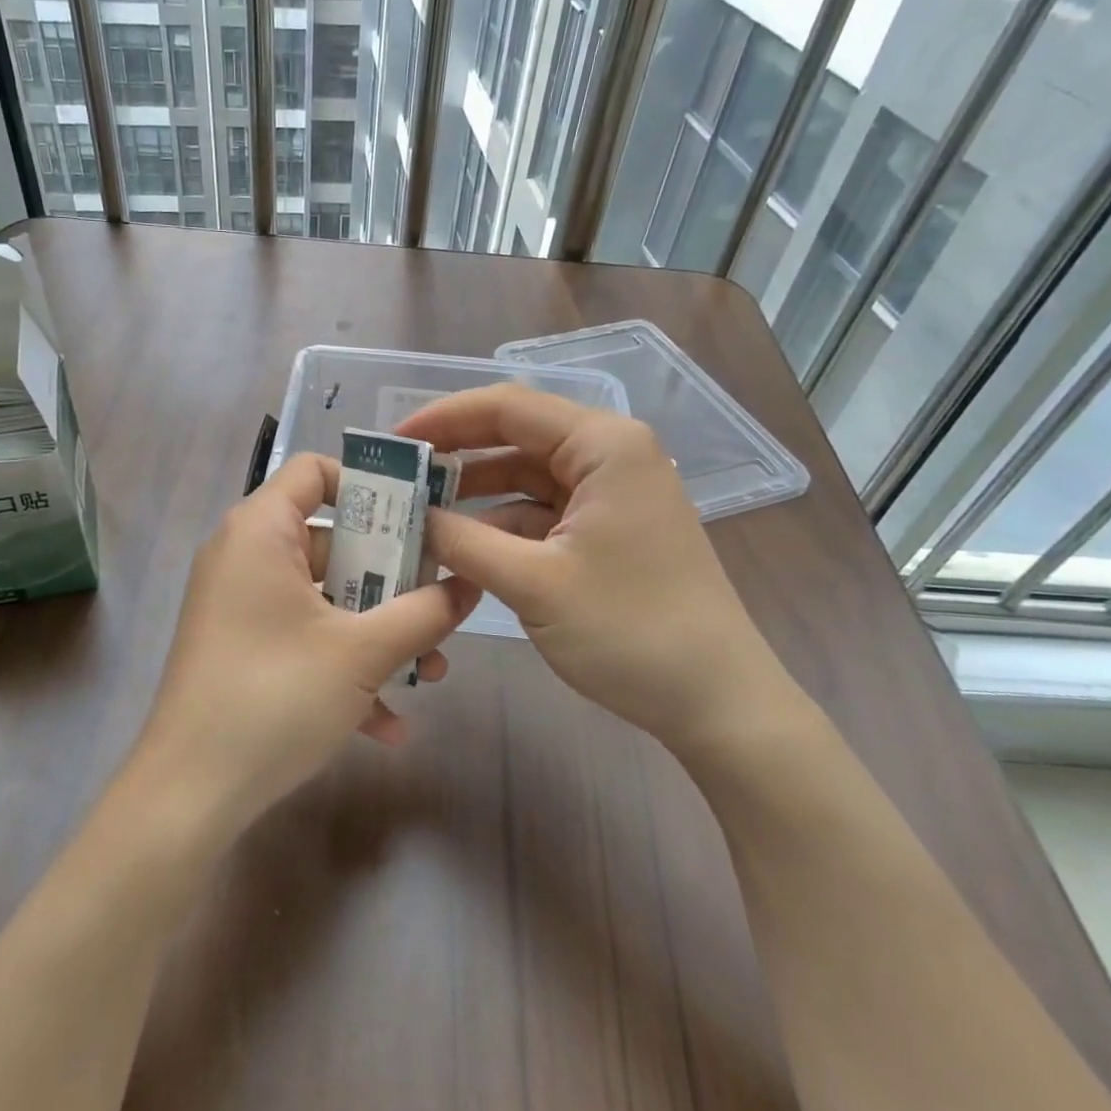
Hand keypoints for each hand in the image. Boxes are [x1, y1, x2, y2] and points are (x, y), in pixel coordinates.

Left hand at [132, 453, 480, 837]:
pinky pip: (300, 637)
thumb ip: (424, 611)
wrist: (188, 795)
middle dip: (391, 576)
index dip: (368, 485)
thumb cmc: (276, 697)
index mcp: (261, 531)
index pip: (314, 470)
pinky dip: (341, 665)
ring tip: (431, 672)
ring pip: (323, 596)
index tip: (417, 518)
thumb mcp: (363, 652)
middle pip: (331, 538)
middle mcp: (245, 555)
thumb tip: (469, 584)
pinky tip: (386, 724)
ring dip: (376, 630)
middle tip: (437, 602)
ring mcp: (240, 605)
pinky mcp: (240, 649)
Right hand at [398, 385, 792, 754]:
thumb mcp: (533, 583)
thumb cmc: (631, 632)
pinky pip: (544, 511)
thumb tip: (411, 518)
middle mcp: (611, 454)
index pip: (507, 407)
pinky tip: (463, 547)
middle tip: (399, 477)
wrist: (717, 703)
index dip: (444, 418)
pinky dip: (503, 525)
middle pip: (517, 436)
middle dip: (457, 455)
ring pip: (527, 475)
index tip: (392, 442)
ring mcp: (613, 493)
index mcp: (603, 445)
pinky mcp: (610, 528)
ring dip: (476, 494)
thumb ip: (463, 541)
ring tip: (419, 512)